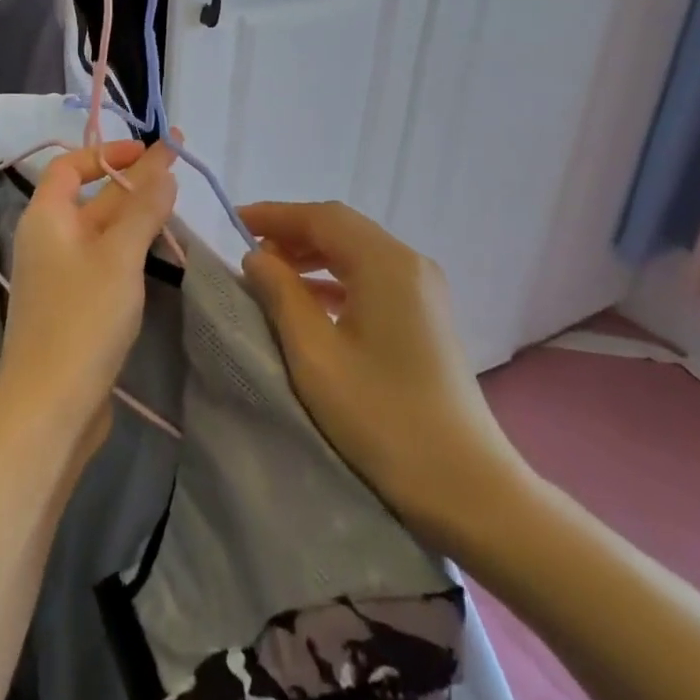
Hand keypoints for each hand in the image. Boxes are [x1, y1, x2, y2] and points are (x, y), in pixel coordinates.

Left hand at [0, 140, 178, 458]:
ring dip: (135, 215)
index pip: (70, 166)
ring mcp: (60, 276)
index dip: (107, 152)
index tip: (148, 151)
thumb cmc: (82, 320)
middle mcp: (48, 241)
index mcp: (46, 218)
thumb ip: (143, 209)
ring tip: (174, 202)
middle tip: (179, 166)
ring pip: (101, 232)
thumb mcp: (119, 256)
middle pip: (92, 198)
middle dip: (133, 180)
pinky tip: (156, 250)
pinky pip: (103, 262)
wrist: (49, 407)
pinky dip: (130, 249)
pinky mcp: (74, 307)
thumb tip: (163, 169)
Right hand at [240, 201, 527, 545]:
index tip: (233, 221)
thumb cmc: (382, 417)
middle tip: (248, 250)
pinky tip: (309, 301)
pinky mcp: (426, 316)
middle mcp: (409, 264)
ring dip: (312, 255)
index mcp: (386, 264)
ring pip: (357, 252)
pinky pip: (372, 277)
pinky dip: (335, 278)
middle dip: (292, 232)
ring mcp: (423, 290)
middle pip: (342, 229)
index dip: (275, 215)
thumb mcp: (316, 355)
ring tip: (270, 273)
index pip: (322, 217)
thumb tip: (257, 256)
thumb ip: (281, 295)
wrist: (466, 485)